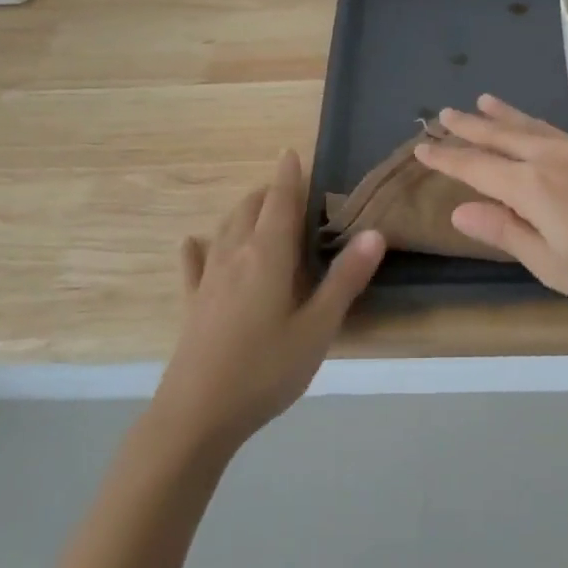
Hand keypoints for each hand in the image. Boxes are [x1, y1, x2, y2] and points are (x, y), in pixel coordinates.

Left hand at [151, 151, 384, 452]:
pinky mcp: (192, 303)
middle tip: (286, 187)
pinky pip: (194, 263)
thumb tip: (375, 233)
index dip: (288, 176)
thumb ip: (345, 279)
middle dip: (267, 192)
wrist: (196, 414)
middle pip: (249, 209)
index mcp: (268, 255)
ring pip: (224, 229)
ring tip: (255, 206)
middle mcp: (235, 255)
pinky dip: (198, 247)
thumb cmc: (265, 370)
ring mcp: (208, 279)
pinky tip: (193, 243)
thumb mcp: (317, 329)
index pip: (279, 202)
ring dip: (241, 211)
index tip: (291, 153)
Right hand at [415, 95, 567, 315]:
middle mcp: (550, 158)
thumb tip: (460, 210)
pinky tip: (534, 126)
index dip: (447, 159)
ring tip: (482, 101)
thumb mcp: (553, 265)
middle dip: (469, 127)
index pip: (476, 167)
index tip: (421, 148)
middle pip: (500, 137)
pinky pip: (553, 129)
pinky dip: (532, 121)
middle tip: (443, 114)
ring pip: (529, 126)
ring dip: (501, 116)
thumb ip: (506, 233)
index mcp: (531, 186)